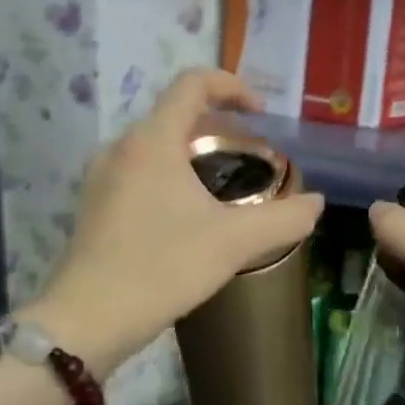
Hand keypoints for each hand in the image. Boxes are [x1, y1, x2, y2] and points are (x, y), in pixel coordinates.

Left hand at [28, 70, 323, 374]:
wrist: (88, 320)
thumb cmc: (162, 268)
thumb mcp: (234, 242)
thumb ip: (284, 218)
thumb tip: (316, 203)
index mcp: (153, 141)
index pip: (193, 84)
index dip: (232, 86)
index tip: (261, 114)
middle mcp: (122, 148)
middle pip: (176, 115)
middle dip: (220, 128)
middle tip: (252, 160)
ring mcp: (102, 178)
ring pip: (157, 146)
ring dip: (195, 155)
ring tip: (225, 190)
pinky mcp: (95, 206)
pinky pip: (141, 173)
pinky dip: (172, 177)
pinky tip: (190, 219)